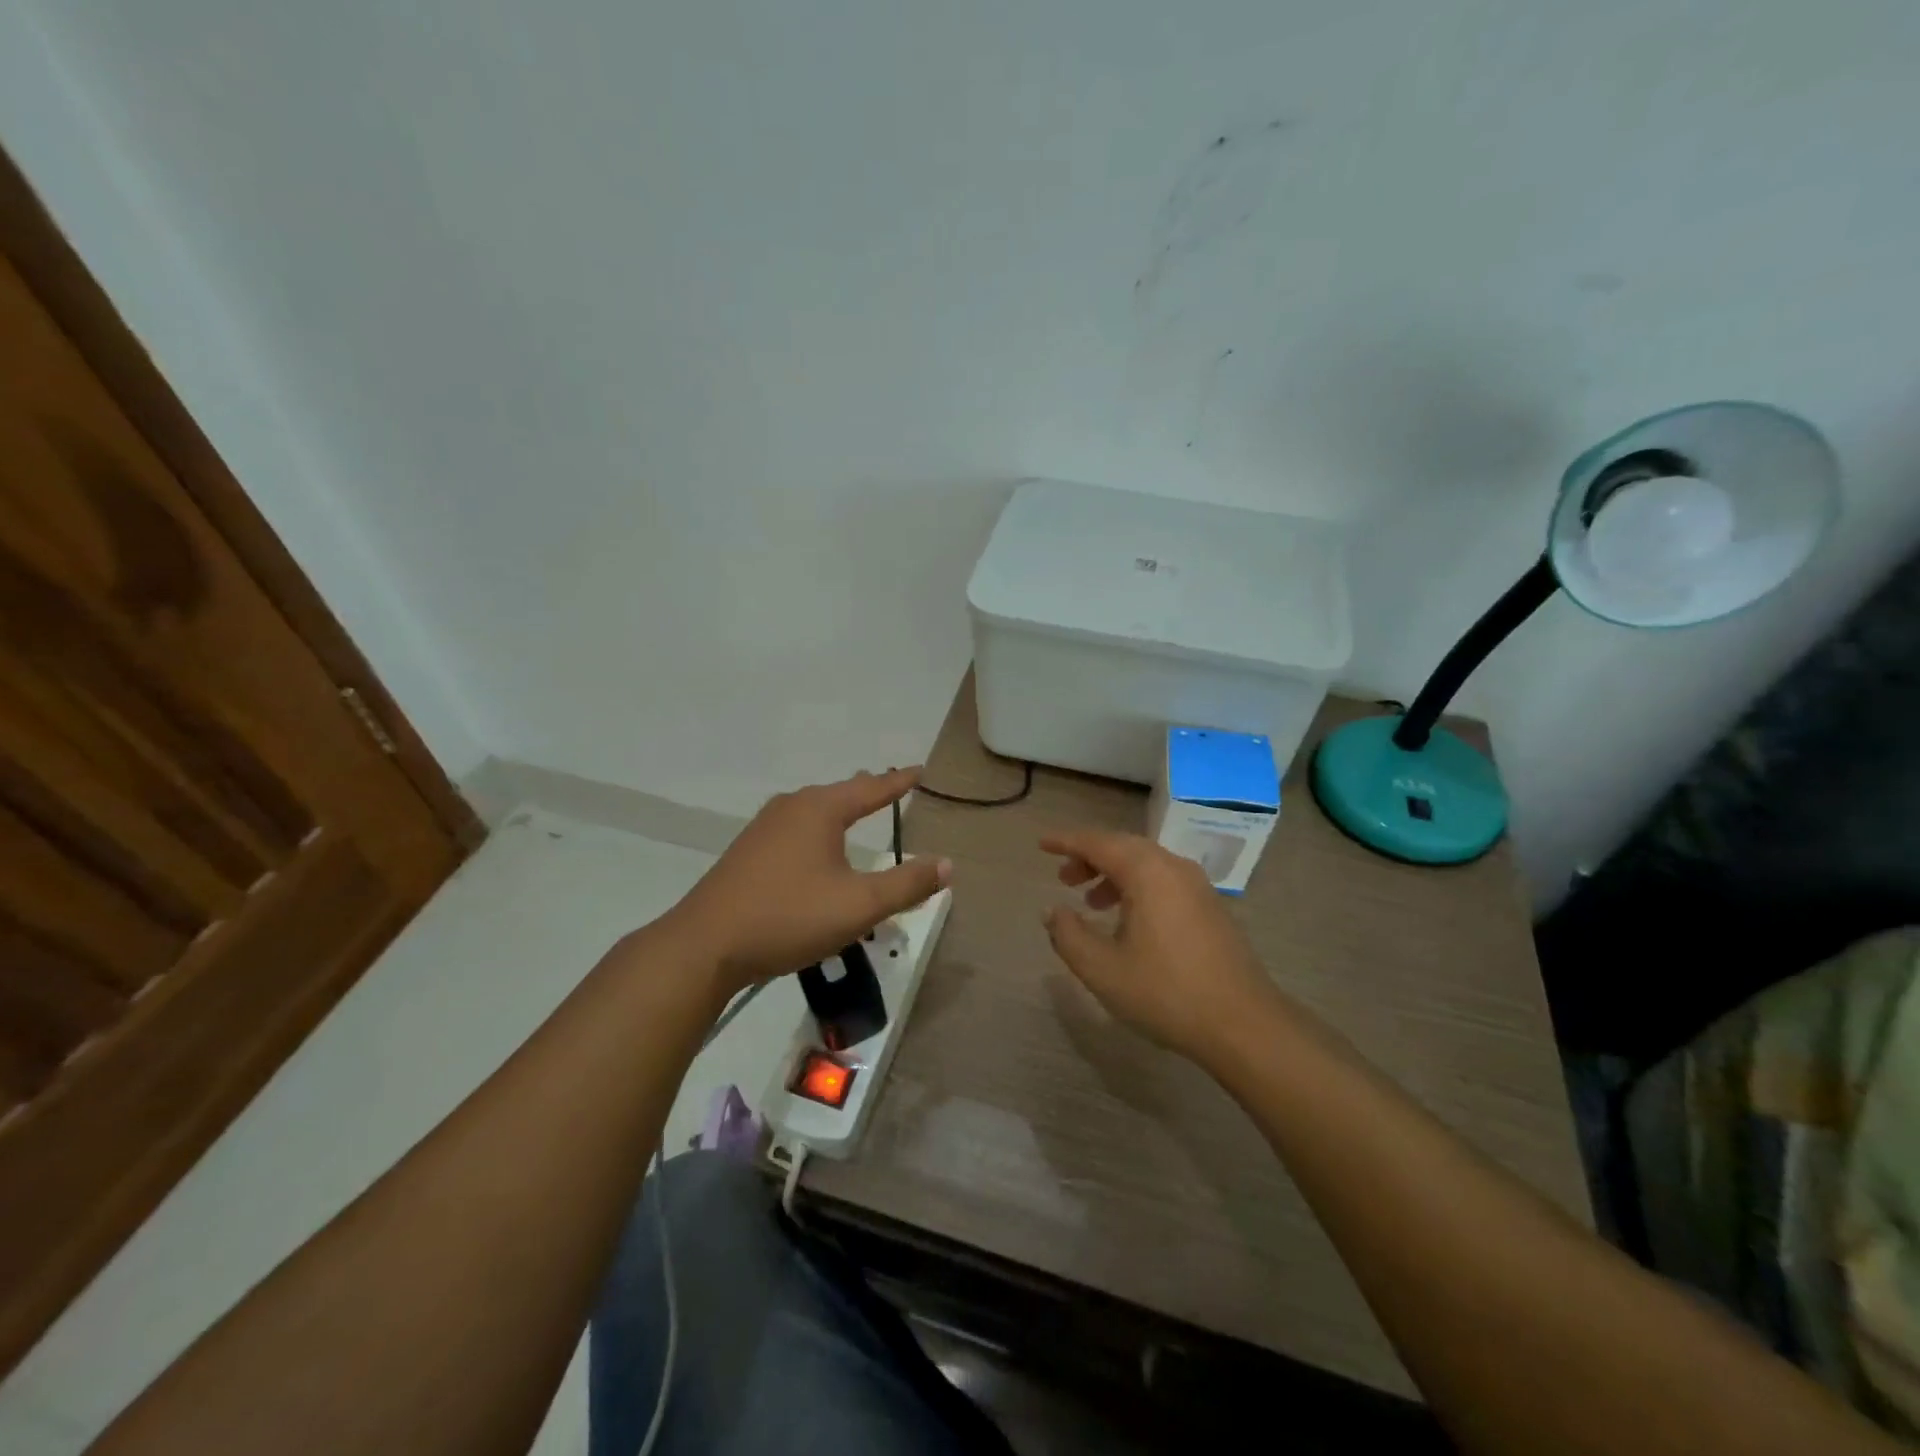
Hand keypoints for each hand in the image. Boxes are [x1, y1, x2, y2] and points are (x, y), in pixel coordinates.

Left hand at [673, 767, 951, 991]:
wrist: (705, 945)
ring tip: (856, 811)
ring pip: (814, 810)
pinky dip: (817, 830)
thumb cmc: (789, 916)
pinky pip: (795, 829)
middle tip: (890, 787)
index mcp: (821, 809)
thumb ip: (907, 884)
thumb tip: (948, 864)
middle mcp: (792, 807)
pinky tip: (814, 849)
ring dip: (839, 811)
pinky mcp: (748, 852)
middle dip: (867, 791)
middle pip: (839, 793)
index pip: (872, 788)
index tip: (919, 771)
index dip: (899, 782)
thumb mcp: (859, 905)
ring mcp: (764, 828)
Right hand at [1041, 829, 1282, 1065]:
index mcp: (1147, 871)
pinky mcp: (1210, 907)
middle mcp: (1173, 867)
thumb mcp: (1102, 969)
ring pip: (1146, 864)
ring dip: (1113, 874)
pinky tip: (1128, 921)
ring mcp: (1197, 886)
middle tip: (1063, 878)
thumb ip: (1068, 935)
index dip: (1066, 842)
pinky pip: (1164, 880)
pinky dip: (1137, 887)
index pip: (1097, 842)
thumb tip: (1052, 911)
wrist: (1243, 1024)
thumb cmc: (1166, 992)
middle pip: (1123, 847)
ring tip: (1091, 902)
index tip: (1041, 845)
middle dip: (1089, 858)